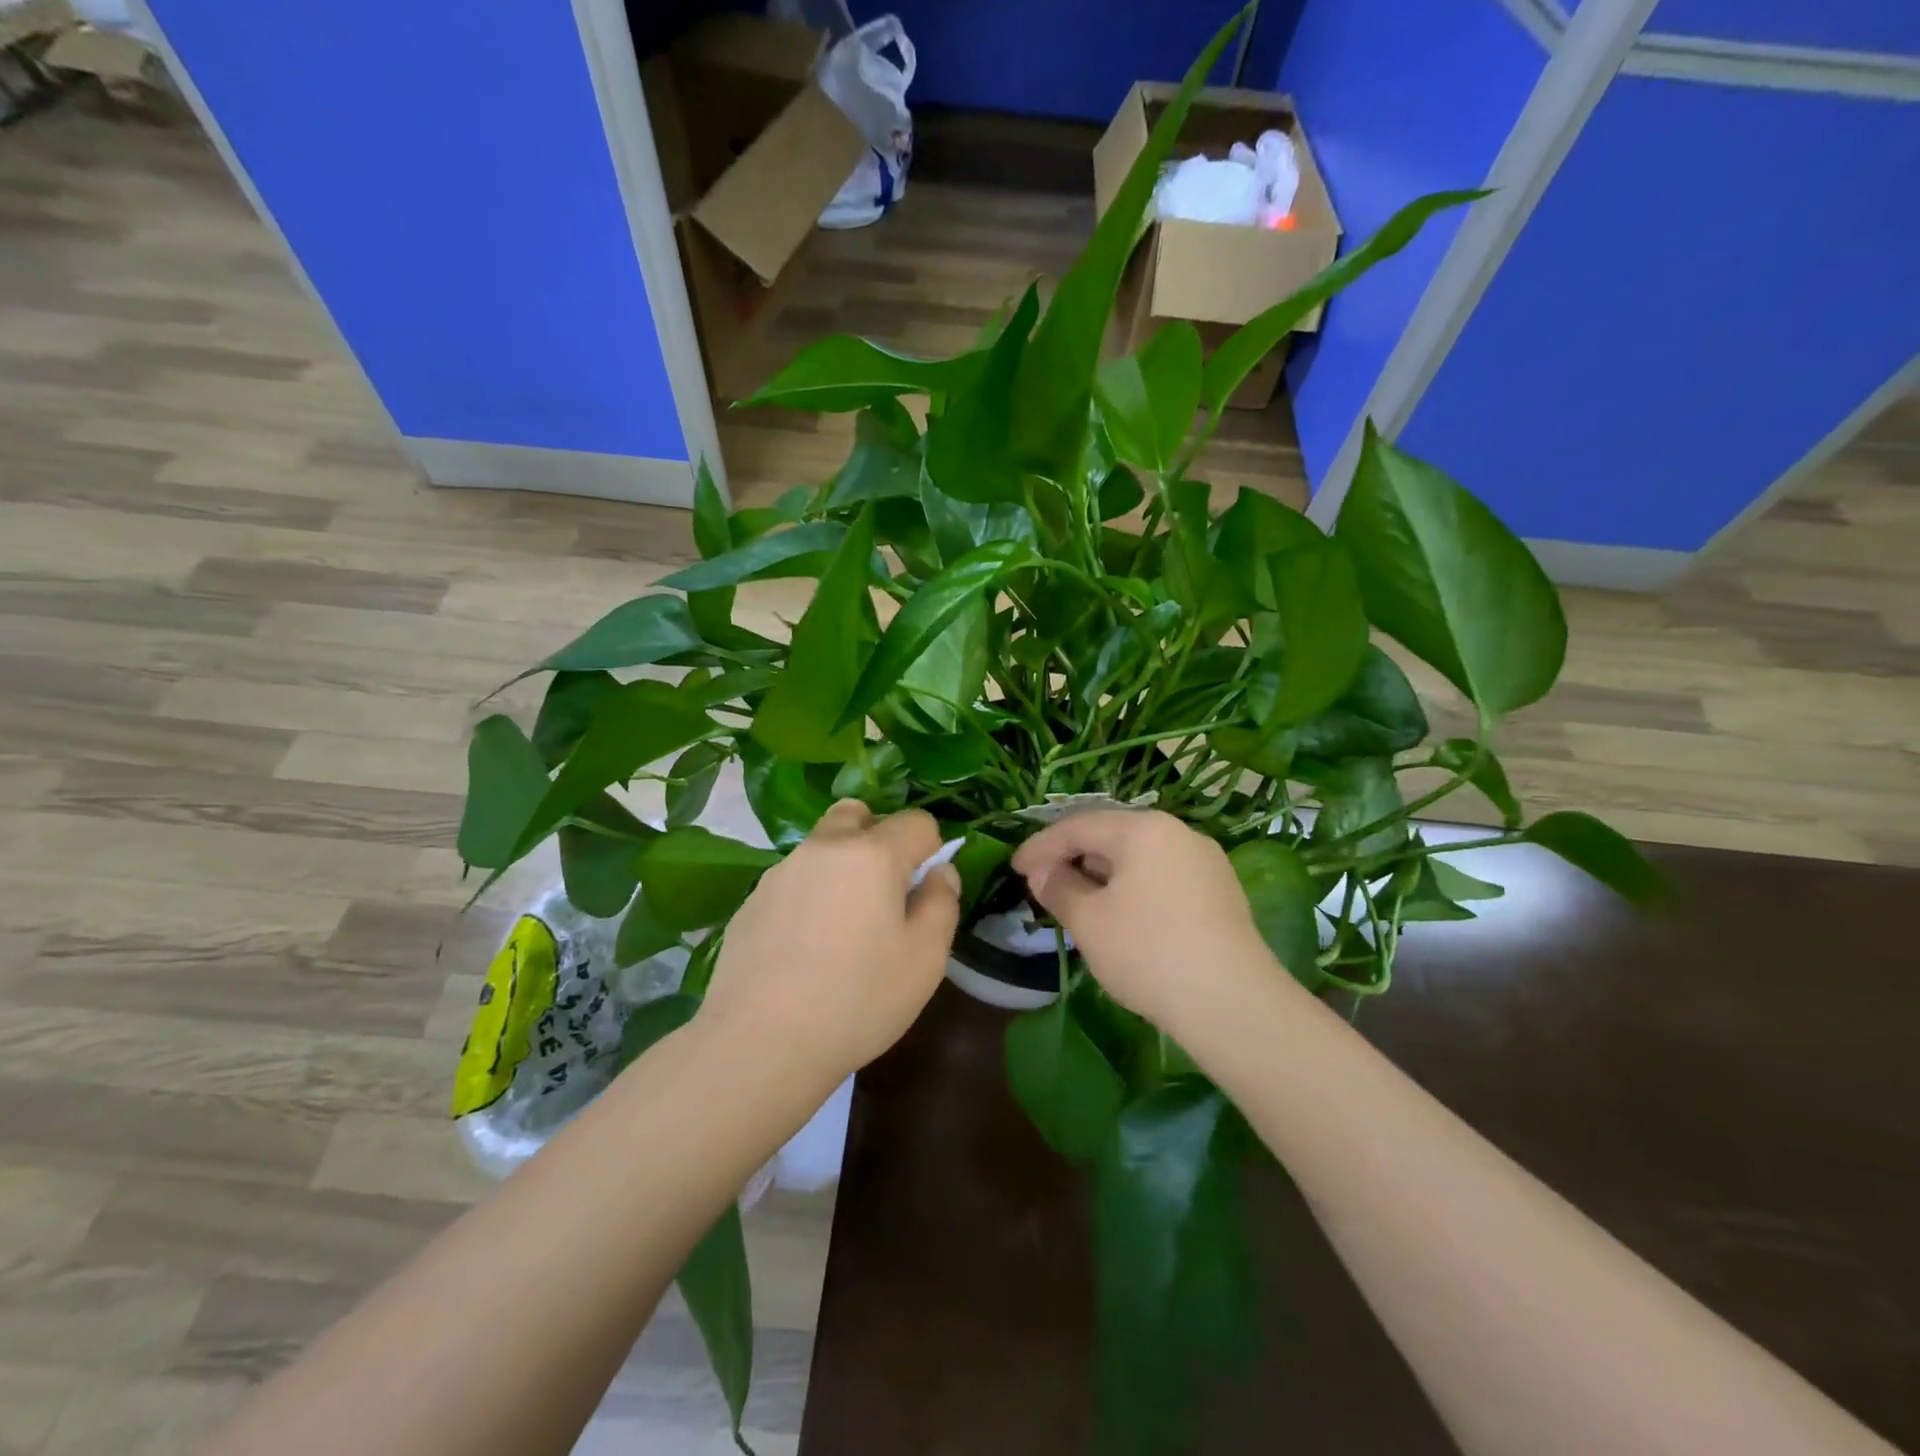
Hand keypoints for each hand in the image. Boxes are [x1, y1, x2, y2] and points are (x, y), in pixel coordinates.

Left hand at [699, 801, 959, 1087]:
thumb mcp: (926, 958)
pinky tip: (805, 949)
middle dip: (879, 837)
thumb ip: (942, 902)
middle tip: (885, 891)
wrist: (760, 1043)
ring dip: (841, 866)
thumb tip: (939, 871)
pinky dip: (809, 895)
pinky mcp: (751, 900)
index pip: (917, 821)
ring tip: (843, 927)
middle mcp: (823, 848)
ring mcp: (780, 872)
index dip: (931, 849)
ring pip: (822, 846)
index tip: (925, 890)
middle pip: (858, 814)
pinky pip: (793, 880)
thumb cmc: (858, 1000)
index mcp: (872, 853)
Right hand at [1012, 810, 1278, 1034]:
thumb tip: (1042, 872)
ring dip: (1102, 874)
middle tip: (1043, 883)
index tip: (1014, 868)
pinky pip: (1162, 876)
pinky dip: (1132, 888)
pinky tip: (1120, 915)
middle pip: (1111, 836)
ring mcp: (1205, 861)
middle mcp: (1178, 832)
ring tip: (1077, 900)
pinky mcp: (1220, 891)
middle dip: (1073, 858)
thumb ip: (1059, 888)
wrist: (1233, 1003)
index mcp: (1143, 829)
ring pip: (1139, 857)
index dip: (1040, 846)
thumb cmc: (1148, 952)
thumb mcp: (1089, 921)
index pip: (1079, 826)